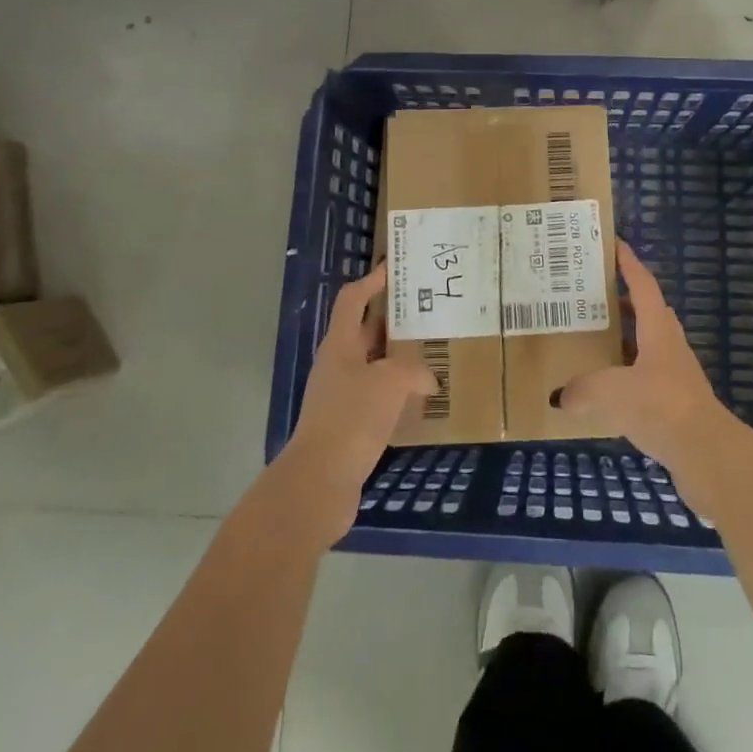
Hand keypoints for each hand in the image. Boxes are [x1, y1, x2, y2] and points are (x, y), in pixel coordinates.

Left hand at [279, 263, 435, 541]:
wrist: (319, 483)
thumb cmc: (352, 418)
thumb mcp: (390, 382)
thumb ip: (413, 370)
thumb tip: (427, 379)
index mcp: (340, 344)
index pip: (353, 299)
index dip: (372, 281)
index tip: (395, 268)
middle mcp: (338, 365)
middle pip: (366, 331)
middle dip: (394, 321)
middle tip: (428, 312)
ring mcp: (341, 396)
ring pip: (375, 366)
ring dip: (400, 359)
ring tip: (434, 354)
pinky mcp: (349, 426)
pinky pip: (378, 398)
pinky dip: (398, 393)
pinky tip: (422, 400)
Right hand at [556, 242, 736, 484]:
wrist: (707, 455)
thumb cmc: (661, 407)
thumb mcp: (612, 392)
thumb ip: (583, 390)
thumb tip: (560, 396)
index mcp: (658, 331)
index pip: (644, 286)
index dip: (629, 264)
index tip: (615, 245)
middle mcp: (670, 346)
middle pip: (649, 312)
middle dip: (625, 299)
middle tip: (595, 294)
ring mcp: (676, 376)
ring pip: (648, 345)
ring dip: (627, 338)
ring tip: (596, 339)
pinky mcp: (676, 404)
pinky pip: (647, 377)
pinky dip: (628, 374)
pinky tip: (608, 389)